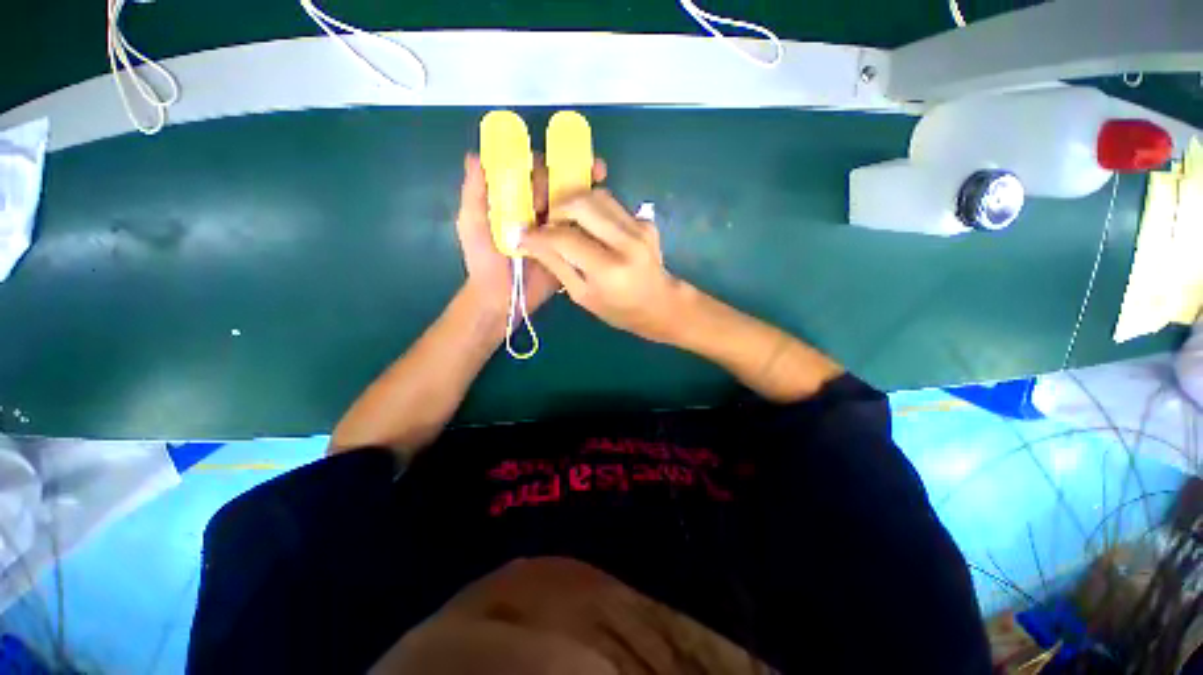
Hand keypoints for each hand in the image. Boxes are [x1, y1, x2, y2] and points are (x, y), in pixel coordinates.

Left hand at [454, 153, 606, 315]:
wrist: (503, 298)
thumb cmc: (484, 261)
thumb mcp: (472, 224)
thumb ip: (474, 193)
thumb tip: (475, 156)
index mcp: (517, 201)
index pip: (533, 173)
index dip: (545, 162)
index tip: (556, 155)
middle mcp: (539, 211)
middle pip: (557, 185)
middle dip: (571, 172)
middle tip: (586, 170)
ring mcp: (556, 229)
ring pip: (572, 204)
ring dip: (587, 188)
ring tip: (599, 174)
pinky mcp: (568, 248)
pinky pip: (581, 230)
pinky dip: (593, 217)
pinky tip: (603, 206)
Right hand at [520, 190, 684, 343]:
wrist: (661, 304)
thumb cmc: (619, 310)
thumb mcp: (582, 296)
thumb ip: (556, 266)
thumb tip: (528, 242)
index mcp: (608, 269)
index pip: (564, 238)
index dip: (539, 234)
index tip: (525, 234)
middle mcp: (626, 242)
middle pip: (581, 203)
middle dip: (556, 208)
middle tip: (548, 223)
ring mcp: (639, 227)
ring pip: (597, 196)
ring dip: (575, 204)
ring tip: (567, 223)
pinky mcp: (645, 220)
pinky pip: (611, 205)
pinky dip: (594, 211)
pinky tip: (592, 229)